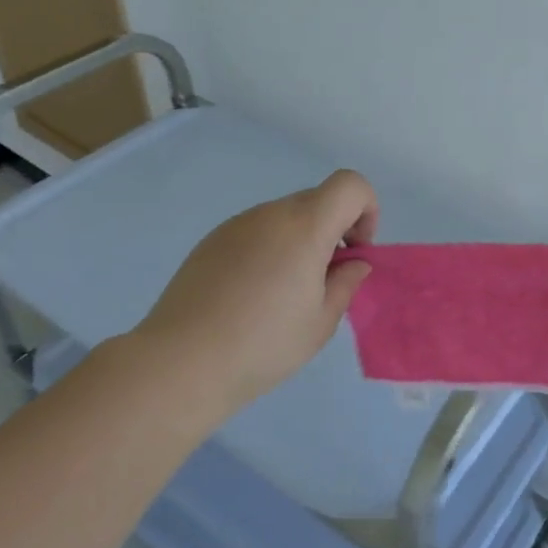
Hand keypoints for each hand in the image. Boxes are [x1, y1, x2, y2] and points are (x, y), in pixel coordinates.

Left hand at [139, 170, 378, 415]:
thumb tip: (353, 263)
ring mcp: (236, 224)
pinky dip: (269, 250)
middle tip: (323, 281)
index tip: (354, 253)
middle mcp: (270, 214)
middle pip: (318, 200)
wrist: (181, 362)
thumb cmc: (263, 344)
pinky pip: (255, 232)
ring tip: (282, 295)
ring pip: (285, 217)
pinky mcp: (211, 241)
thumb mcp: (320, 323)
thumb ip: (345, 284)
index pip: (350, 185)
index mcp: (305, 227)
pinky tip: (250, 296)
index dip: (366, 211)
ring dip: (300, 242)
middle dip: (334, 231)